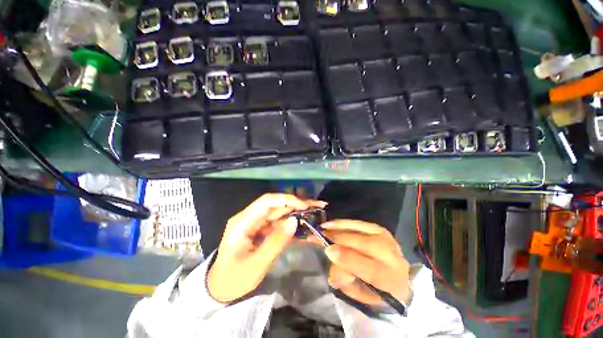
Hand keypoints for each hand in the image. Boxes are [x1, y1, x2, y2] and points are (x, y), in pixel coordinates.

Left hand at [207, 193, 326, 302]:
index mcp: (242, 221)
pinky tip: (303, 222)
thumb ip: (276, 242)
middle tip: (315, 205)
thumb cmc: (234, 279)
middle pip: (274, 204)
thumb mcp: (256, 265)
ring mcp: (255, 223)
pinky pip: (277, 222)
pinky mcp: (260, 229)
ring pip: (278, 211)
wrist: (220, 289)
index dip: (286, 199)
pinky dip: (290, 221)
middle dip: (295, 203)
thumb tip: (294, 221)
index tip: (304, 205)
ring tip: (313, 211)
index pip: (266, 202)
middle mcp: (249, 217)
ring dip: (295, 211)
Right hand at [314, 220, 410, 306]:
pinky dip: (343, 223)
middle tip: (317, 237)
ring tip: (322, 228)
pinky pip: (358, 223)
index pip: (370, 268)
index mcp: (391, 280)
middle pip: (363, 244)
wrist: (397, 277)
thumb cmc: (376, 290)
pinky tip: (331, 223)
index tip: (328, 251)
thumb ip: (345, 280)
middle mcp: (392, 255)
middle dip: (338, 239)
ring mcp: (386, 238)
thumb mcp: (360, 294)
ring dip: (338, 228)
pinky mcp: (378, 228)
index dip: (348, 258)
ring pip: (359, 231)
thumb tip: (331, 259)